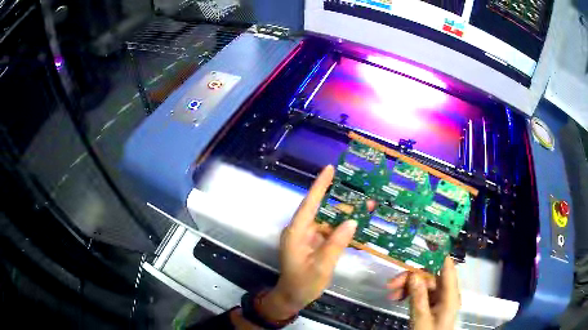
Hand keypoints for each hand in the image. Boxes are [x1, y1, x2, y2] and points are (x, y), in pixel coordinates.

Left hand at [257, 165, 357, 320]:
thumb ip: (335, 244)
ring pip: (327, 221)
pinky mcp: (312, 243)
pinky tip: (356, 227)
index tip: (330, 168)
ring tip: (365, 208)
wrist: (292, 297)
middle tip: (362, 194)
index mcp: (296, 232)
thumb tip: (351, 221)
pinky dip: (341, 230)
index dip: (320, 185)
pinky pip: (328, 232)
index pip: (309, 204)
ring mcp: (306, 237)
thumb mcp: (321, 266)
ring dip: (345, 216)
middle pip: (321, 210)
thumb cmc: (303, 283)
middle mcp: (300, 230)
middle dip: (341, 202)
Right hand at [387, 257, 460, 329]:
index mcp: (450, 294)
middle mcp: (446, 293)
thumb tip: (414, 274)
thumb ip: (419, 297)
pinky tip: (397, 298)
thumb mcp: (422, 318)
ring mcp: (438, 299)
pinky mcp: (431, 305)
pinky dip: (409, 294)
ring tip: (391, 293)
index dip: (438, 253)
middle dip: (411, 277)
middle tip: (391, 283)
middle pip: (430, 276)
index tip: (423, 242)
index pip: (447, 267)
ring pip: (423, 285)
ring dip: (407, 286)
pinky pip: (421, 294)